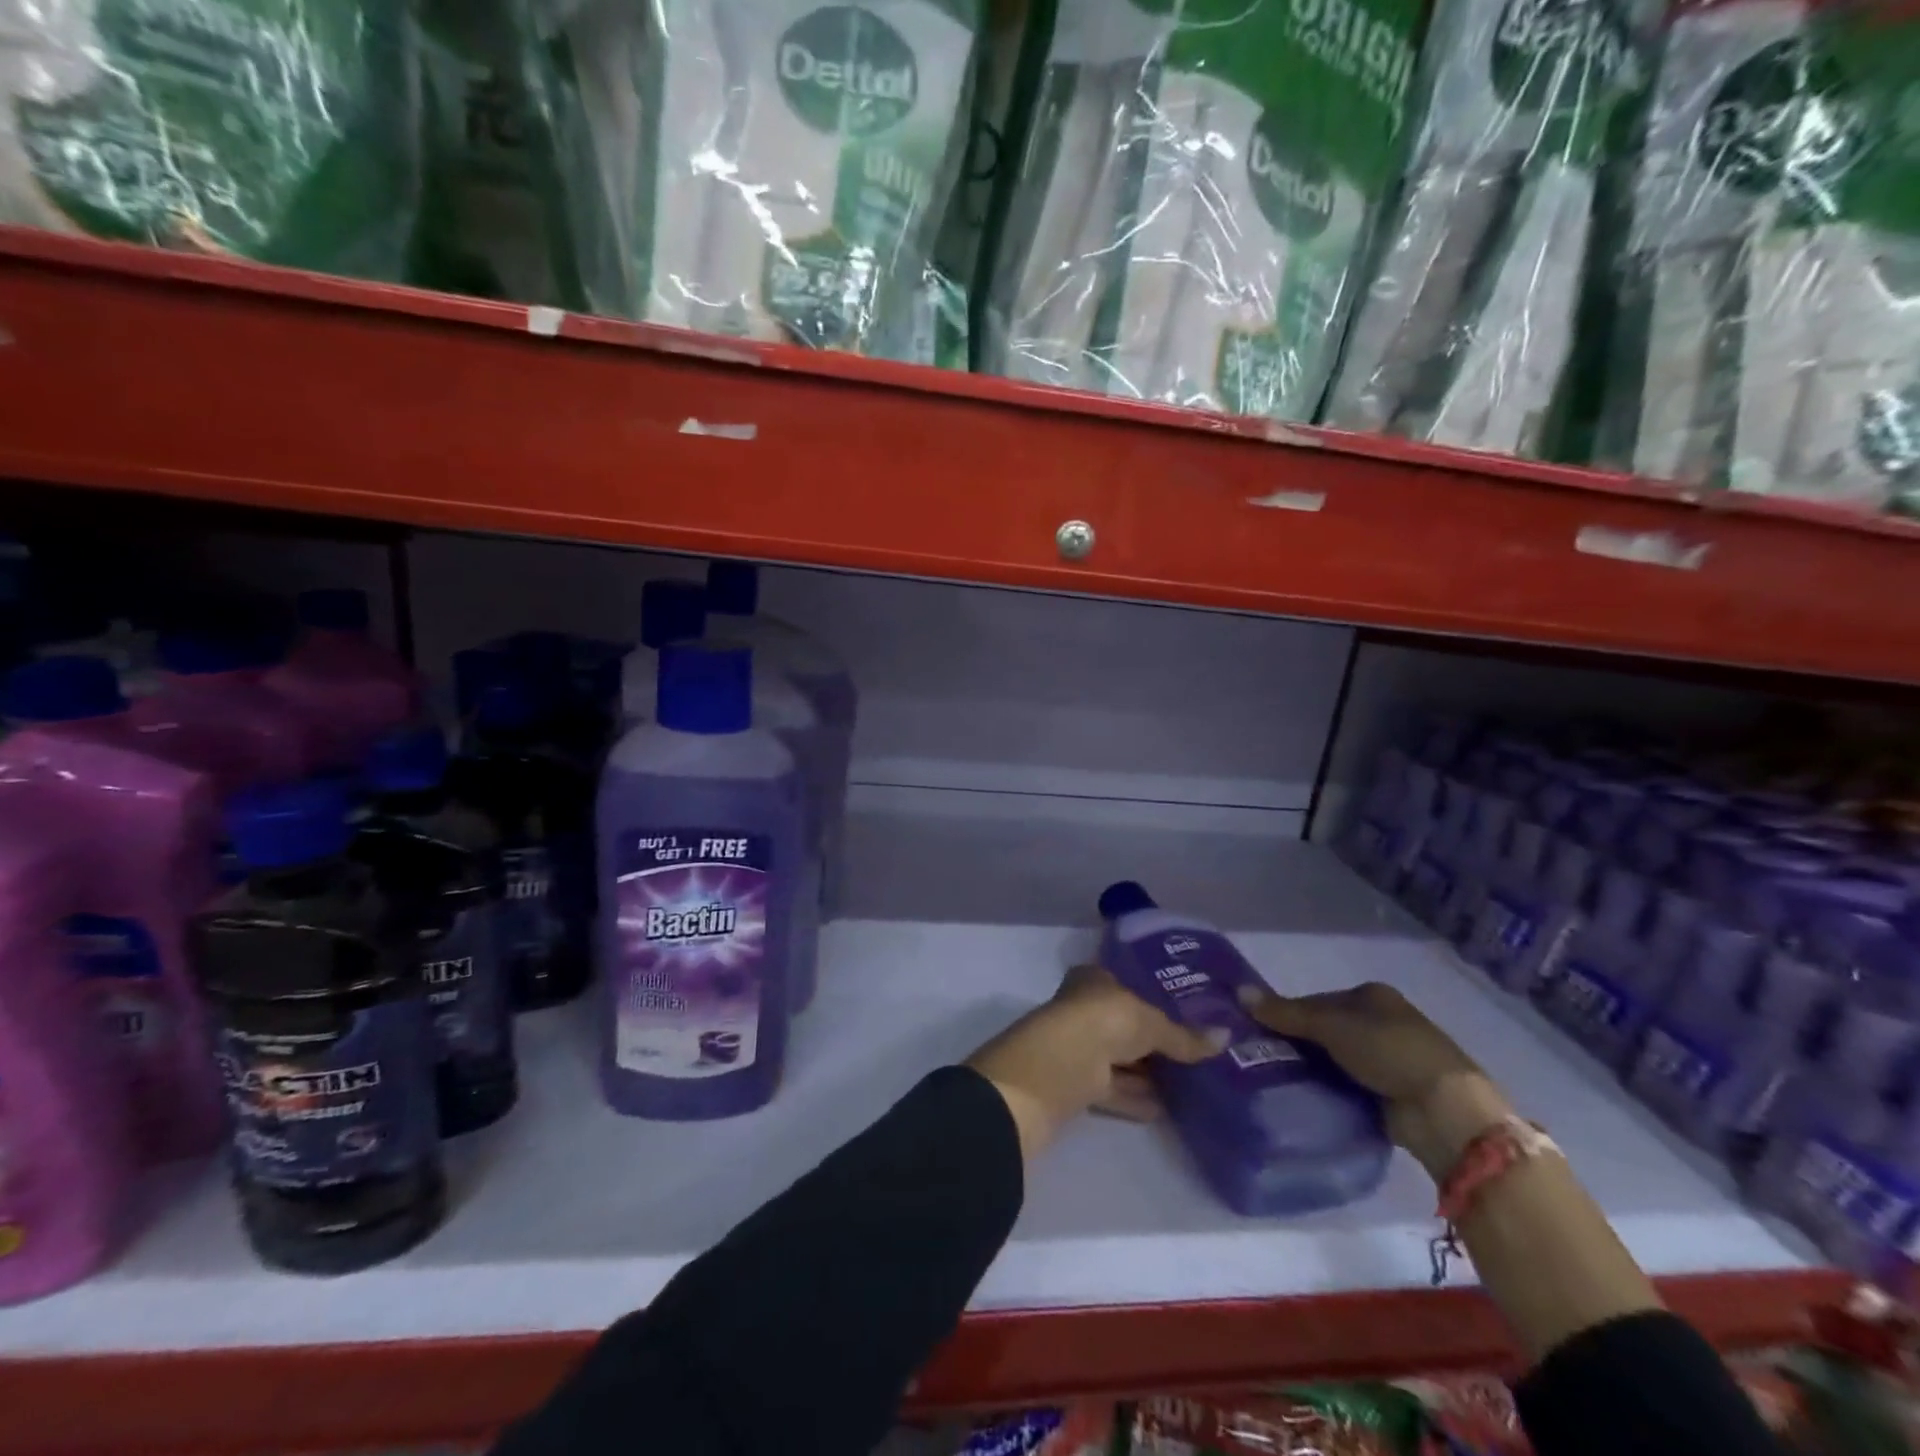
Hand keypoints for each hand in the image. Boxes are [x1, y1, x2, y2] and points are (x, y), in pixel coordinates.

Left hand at [966, 965, 1219, 1159]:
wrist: (1057, 1067)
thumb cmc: (1102, 1021)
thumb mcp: (1151, 1023)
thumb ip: (1184, 1035)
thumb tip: (1225, 1038)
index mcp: (1093, 979)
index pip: (1127, 982)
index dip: (1154, 995)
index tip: (1187, 1011)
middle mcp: (1083, 1008)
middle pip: (1124, 1023)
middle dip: (1155, 1039)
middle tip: (1197, 1050)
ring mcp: (1078, 1046)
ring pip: (1120, 1058)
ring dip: (1149, 1072)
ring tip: (1192, 1083)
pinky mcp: (1078, 1084)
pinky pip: (1116, 1088)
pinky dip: (1138, 1097)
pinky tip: (1168, 1109)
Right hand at [1239, 981, 1512, 1178]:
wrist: (1445, 1110)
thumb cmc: (1389, 1051)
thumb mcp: (1331, 1025)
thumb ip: (1286, 1012)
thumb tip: (1239, 992)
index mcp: (1372, 996)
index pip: (1317, 1000)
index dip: (1288, 1013)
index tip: (1261, 1031)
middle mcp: (1381, 1023)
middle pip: (1325, 1030)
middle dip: (1298, 1043)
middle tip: (1262, 1057)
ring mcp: (1389, 1060)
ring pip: (1335, 1060)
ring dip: (1312, 1069)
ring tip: (1275, 1080)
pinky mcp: (1391, 1094)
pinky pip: (1348, 1087)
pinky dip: (1330, 1090)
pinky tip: (1305, 1097)